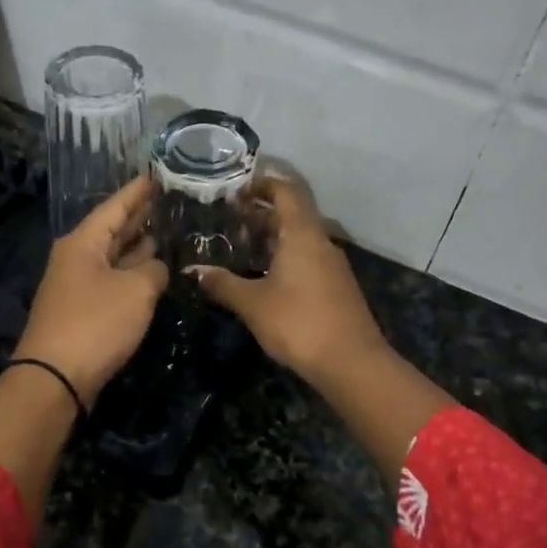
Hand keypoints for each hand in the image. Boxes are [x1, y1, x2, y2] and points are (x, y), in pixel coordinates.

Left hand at [14, 175, 169, 405]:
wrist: (56, 378)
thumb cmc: (96, 323)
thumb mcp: (136, 290)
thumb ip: (153, 271)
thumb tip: (156, 268)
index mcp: (83, 243)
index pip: (114, 207)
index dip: (138, 192)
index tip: (157, 175)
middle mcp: (76, 258)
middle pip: (112, 230)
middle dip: (139, 217)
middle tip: (170, 202)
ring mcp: (78, 286)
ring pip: (113, 257)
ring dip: (137, 247)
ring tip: (167, 232)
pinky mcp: (83, 312)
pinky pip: (112, 281)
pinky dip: (132, 273)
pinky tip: (152, 272)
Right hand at [193, 177, 389, 385]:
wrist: (352, 363)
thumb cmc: (299, 323)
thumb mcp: (253, 304)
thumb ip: (223, 284)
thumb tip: (194, 270)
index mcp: (303, 234)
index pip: (286, 192)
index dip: (262, 185)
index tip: (236, 189)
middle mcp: (321, 242)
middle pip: (293, 214)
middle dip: (263, 212)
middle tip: (230, 218)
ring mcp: (333, 265)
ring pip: (301, 238)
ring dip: (275, 236)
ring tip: (243, 245)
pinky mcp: (337, 287)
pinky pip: (309, 258)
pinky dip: (286, 256)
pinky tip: (266, 275)